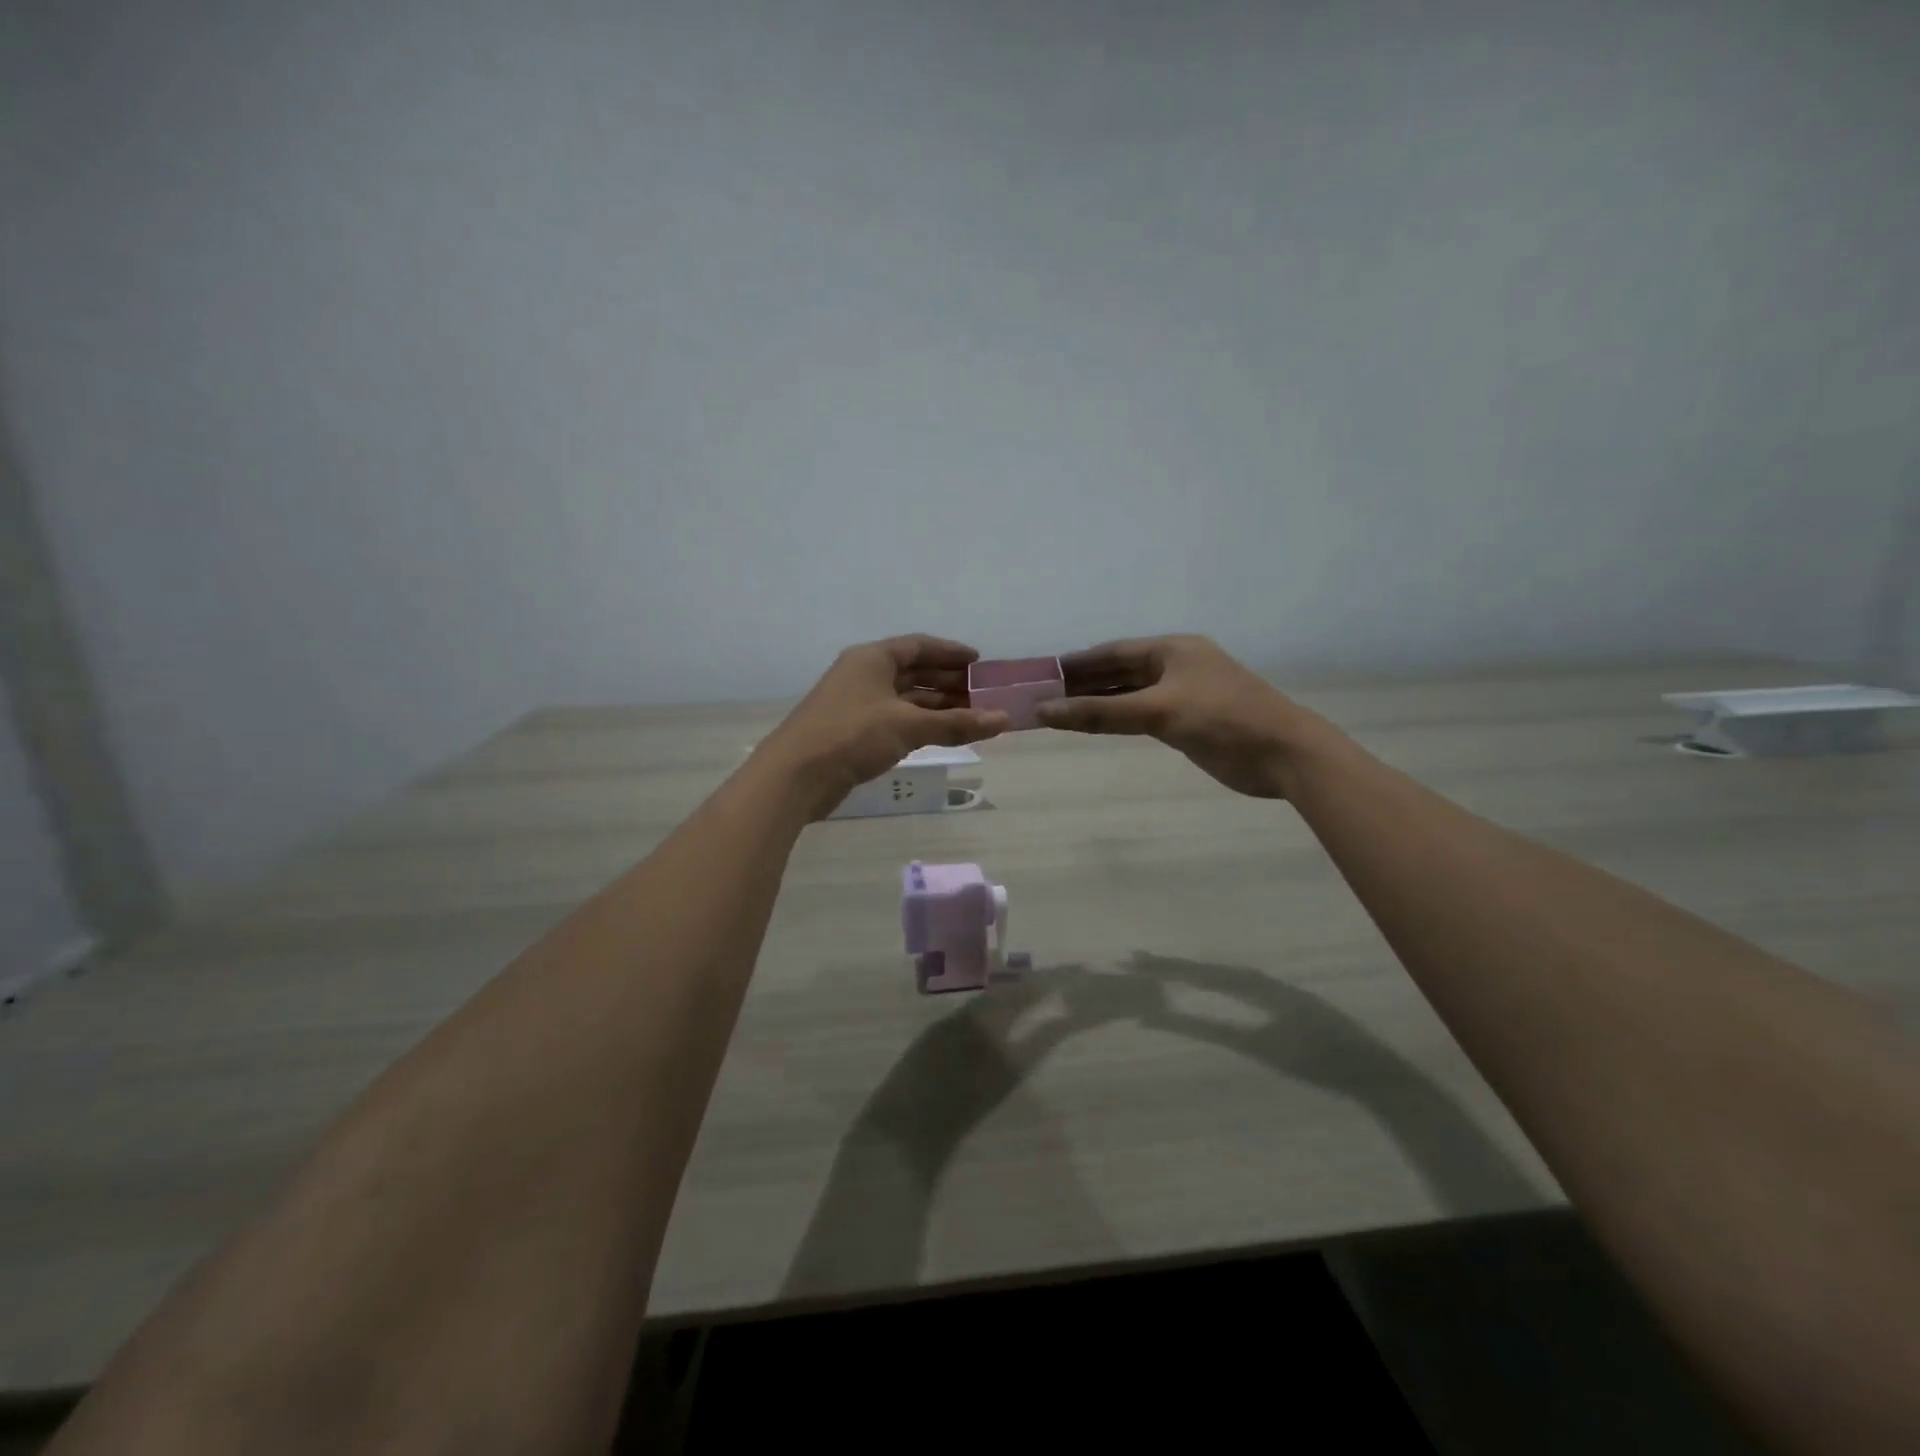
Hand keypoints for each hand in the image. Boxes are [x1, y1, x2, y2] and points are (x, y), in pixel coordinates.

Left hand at [758, 635, 1010, 817]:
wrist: (795, 775)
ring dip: (936, 706)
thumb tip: (1003, 720)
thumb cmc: (852, 735)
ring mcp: (856, 703)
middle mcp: (864, 675)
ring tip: (971, 716)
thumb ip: (956, 723)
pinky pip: (895, 719)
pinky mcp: (853, 731)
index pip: (918, 646)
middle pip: (913, 671)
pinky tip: (941, 734)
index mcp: (872, 658)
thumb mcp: (908, 726)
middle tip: (982, 694)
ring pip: (904, 698)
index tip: (979, 662)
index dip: (950, 652)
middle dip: (947, 682)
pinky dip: (920, 724)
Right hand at [1037, 635, 1325, 797]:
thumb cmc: (1223, 720)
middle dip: (1083, 683)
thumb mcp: (1158, 712)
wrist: (1284, 754)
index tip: (1042, 673)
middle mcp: (1175, 666)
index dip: (1077, 662)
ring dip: (1098, 702)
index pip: (1112, 652)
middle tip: (1043, 695)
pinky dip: (1117, 719)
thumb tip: (1044, 710)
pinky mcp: (1188, 721)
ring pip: (1129, 695)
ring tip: (1059, 711)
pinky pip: (1142, 714)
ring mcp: (1183, 694)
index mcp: (1172, 649)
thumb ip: (1100, 713)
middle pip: (1119, 671)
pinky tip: (1095, 725)